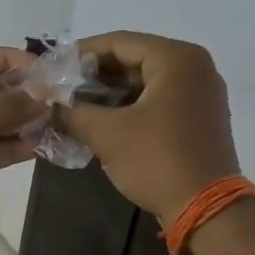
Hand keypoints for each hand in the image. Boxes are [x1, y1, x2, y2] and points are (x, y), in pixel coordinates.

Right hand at [53, 32, 241, 220]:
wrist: (208, 212)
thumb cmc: (158, 161)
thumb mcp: (106, 134)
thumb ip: (72, 111)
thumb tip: (45, 103)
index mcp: (176, 58)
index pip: (119, 42)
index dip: (81, 53)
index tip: (52, 66)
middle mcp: (194, 66)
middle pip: (133, 58)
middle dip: (95, 74)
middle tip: (61, 87)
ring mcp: (201, 91)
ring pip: (145, 79)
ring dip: (111, 90)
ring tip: (76, 104)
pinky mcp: (201, 114)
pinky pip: (159, 96)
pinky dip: (131, 103)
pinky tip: (103, 117)